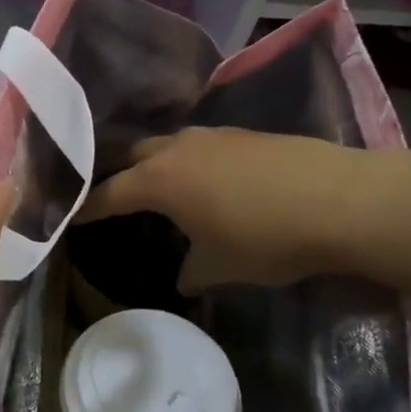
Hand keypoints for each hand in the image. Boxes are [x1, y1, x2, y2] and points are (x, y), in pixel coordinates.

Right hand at [79, 127, 371, 291]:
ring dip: (156, 163)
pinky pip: (200, 145)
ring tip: (158, 186)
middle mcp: (178, 148)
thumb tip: (184, 277)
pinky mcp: (244, 134)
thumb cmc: (266, 237)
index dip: (88, 206)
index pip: (109, 192)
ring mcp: (214, 135)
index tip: (70, 215)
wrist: (340, 200)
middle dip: (117, 173)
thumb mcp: (221, 266)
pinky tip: (207, 181)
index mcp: (160, 180)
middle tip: (109, 193)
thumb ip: (192, 272)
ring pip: (168, 144)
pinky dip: (190, 161)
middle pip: (132, 154)